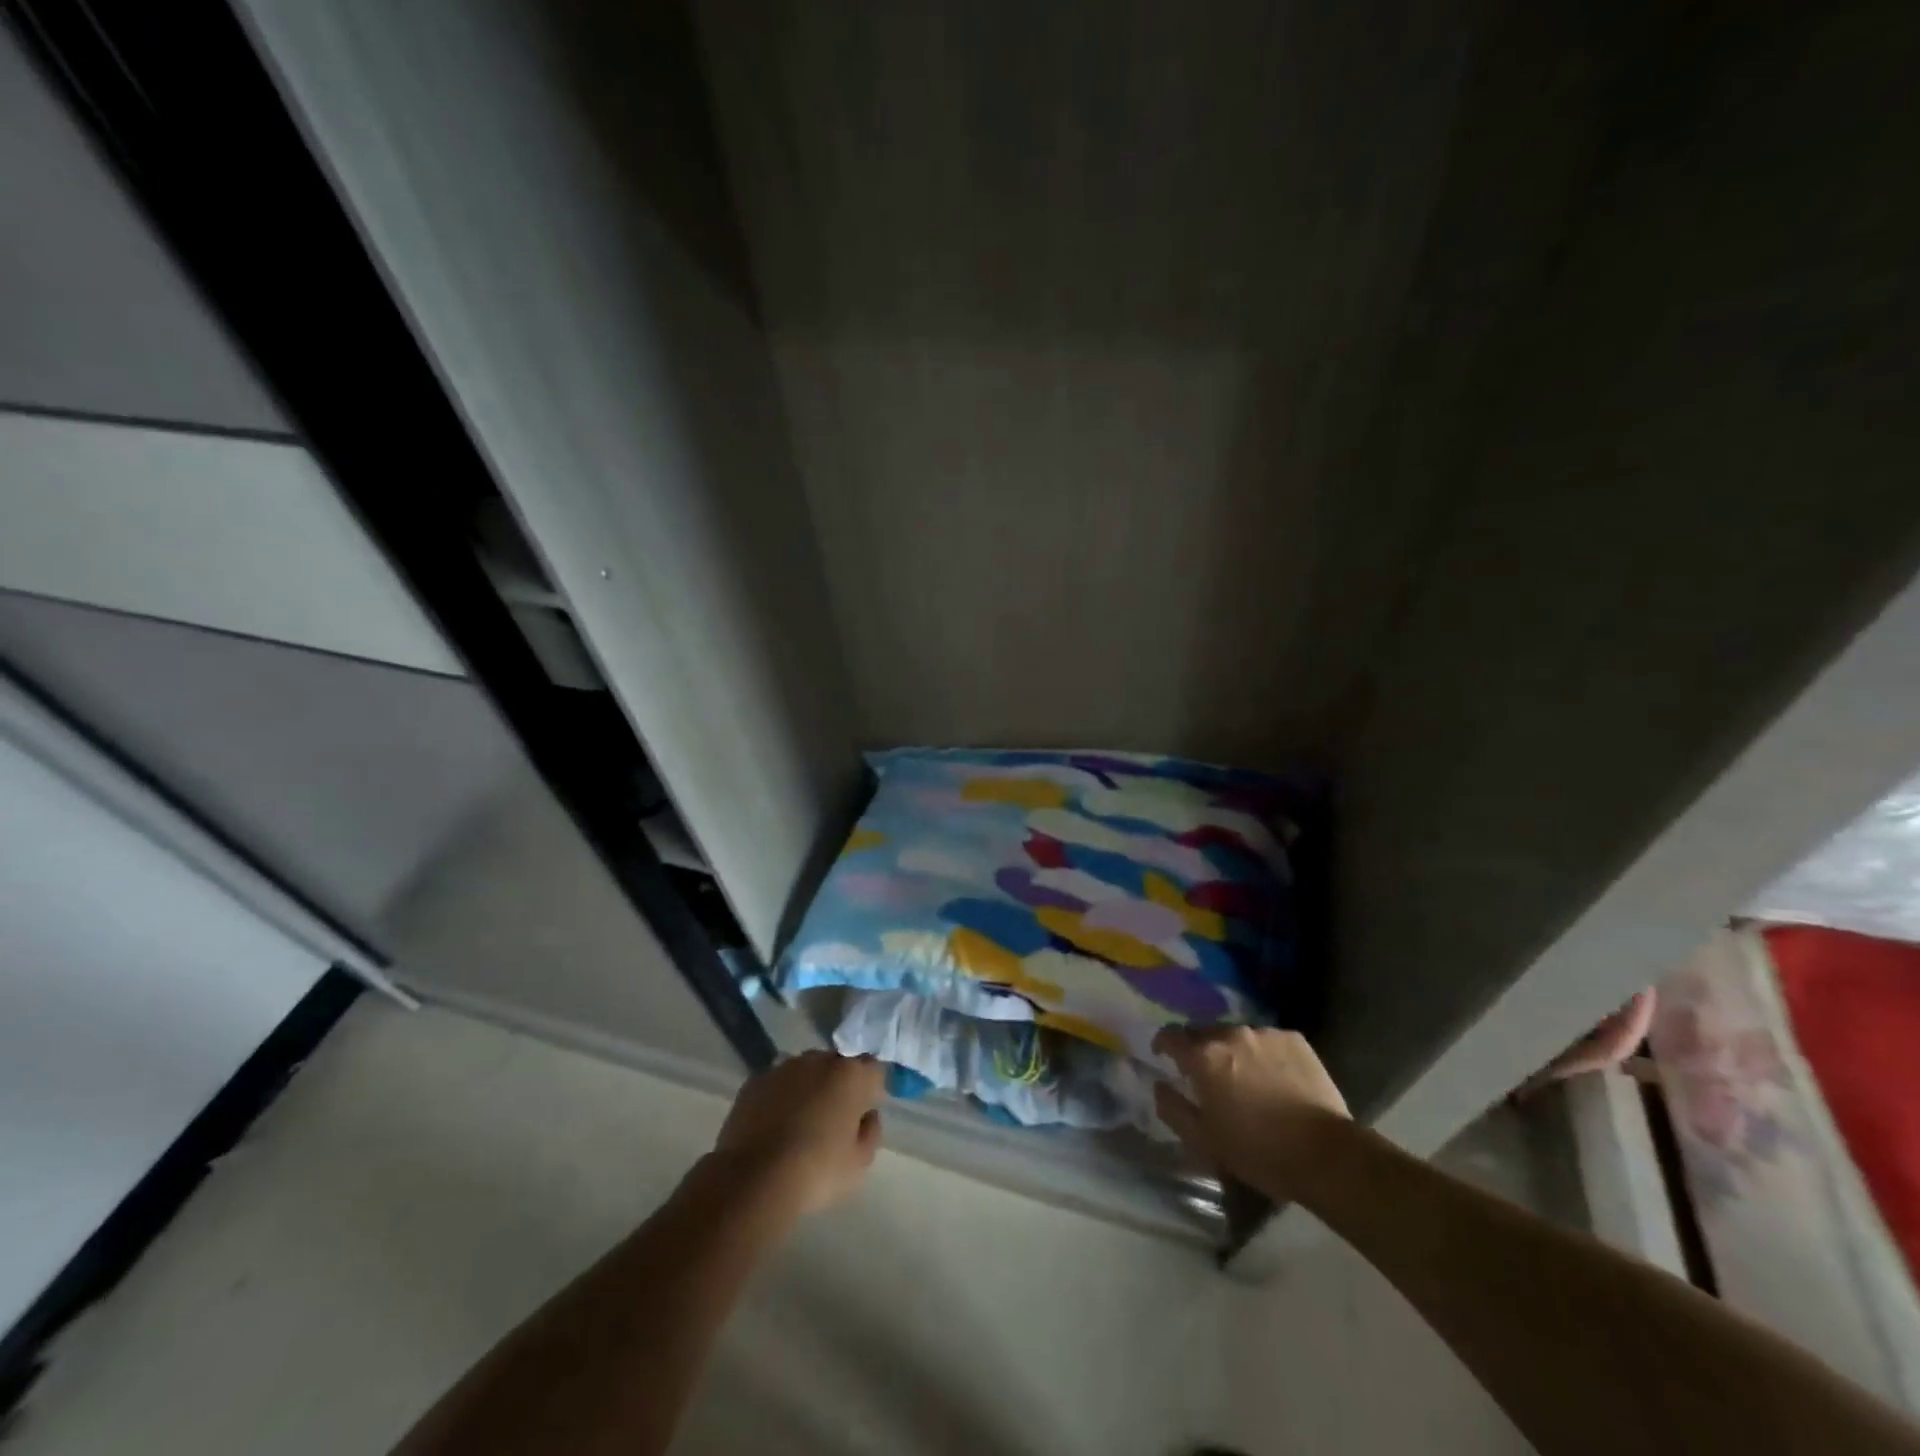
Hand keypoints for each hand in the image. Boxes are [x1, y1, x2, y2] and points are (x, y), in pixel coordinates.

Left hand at [711, 1051, 885, 1216]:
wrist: (753, 1180)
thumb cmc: (817, 1172)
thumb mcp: (860, 1163)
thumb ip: (871, 1132)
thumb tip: (866, 1115)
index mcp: (852, 1075)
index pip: (873, 1069)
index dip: (871, 1091)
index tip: (863, 1115)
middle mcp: (819, 1060)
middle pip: (837, 1066)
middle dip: (838, 1086)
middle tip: (831, 1122)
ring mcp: (784, 1068)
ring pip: (805, 1072)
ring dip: (808, 1089)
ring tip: (798, 1126)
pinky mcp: (755, 1081)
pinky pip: (776, 1084)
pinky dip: (779, 1098)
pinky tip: (772, 1128)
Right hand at [1153, 1026, 1350, 1201]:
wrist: (1327, 1154)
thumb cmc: (1258, 1151)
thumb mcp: (1205, 1141)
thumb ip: (1173, 1109)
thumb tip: (1159, 1086)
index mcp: (1204, 1056)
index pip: (1171, 1035)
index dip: (1163, 1044)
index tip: (1164, 1056)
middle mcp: (1231, 1034)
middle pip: (1205, 1033)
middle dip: (1201, 1050)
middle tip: (1208, 1076)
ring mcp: (1265, 1033)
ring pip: (1238, 1036)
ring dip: (1234, 1052)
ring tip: (1246, 1079)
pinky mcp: (1295, 1040)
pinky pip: (1268, 1041)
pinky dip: (1264, 1055)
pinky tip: (1275, 1079)